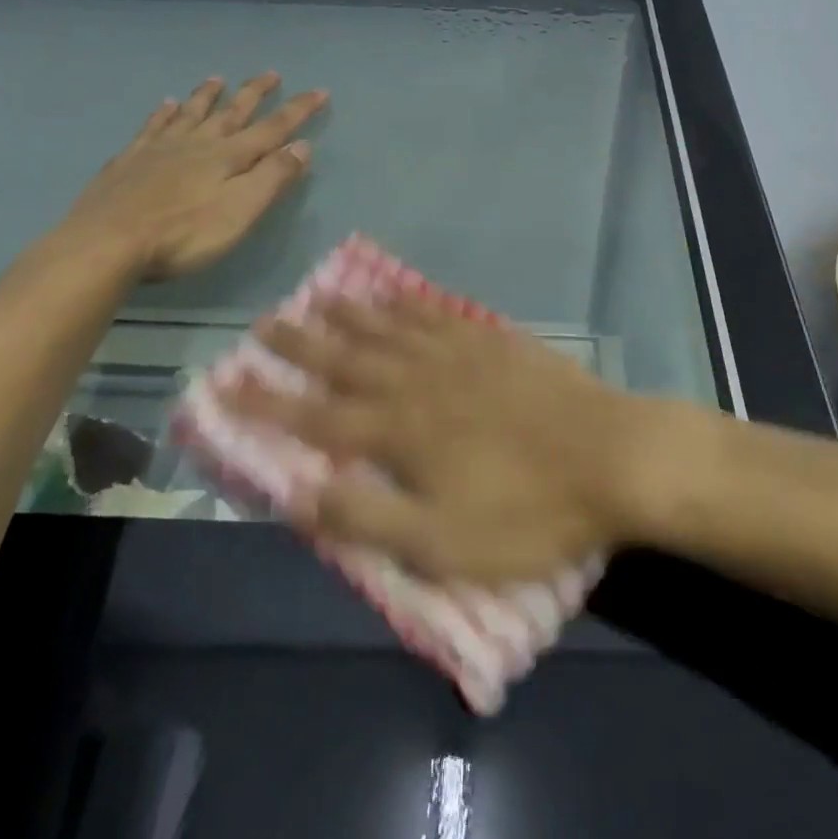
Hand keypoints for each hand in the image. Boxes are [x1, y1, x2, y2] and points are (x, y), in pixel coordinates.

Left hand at [63, 74, 326, 280]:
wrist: (107, 242)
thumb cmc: (183, 234)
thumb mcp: (241, 211)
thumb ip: (273, 177)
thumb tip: (302, 145)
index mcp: (229, 157)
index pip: (273, 128)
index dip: (298, 110)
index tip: (320, 91)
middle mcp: (198, 143)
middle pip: (233, 112)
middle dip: (255, 93)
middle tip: (271, 73)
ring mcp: (161, 149)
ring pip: (191, 113)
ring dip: (208, 96)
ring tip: (217, 79)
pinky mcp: (130, 160)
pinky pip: (152, 127)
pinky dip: (163, 113)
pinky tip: (165, 105)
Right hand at [225, 291, 664, 583]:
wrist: (610, 456)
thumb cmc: (528, 512)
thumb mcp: (443, 543)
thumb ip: (368, 518)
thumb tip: (299, 496)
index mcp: (400, 432)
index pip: (316, 418)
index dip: (267, 404)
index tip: (227, 384)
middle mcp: (418, 381)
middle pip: (345, 358)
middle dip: (299, 344)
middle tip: (264, 323)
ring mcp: (457, 353)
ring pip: (389, 327)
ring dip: (350, 314)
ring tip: (318, 298)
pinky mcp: (493, 340)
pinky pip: (437, 313)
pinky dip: (409, 303)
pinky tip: (398, 295)